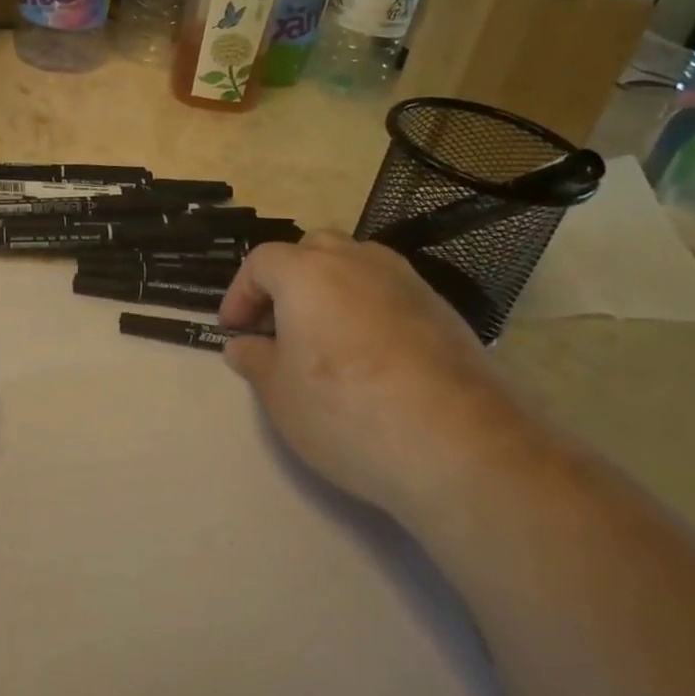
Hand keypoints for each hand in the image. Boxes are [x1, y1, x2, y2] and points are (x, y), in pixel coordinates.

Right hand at [219, 233, 522, 519]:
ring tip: (325, 336)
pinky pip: (391, 292)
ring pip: (356, 264)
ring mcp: (406, 281)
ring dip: (331, 289)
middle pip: (311, 249)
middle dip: (287, 280)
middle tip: (278, 326)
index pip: (260, 262)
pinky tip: (372, 355)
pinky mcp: (443, 309)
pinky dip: (370, 308)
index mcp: (307, 272)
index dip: (239, 294)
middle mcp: (356, 261)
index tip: (234, 332)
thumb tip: (243, 345)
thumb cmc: (347, 411)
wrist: (460, 445)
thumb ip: (254, 360)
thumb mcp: (280, 393)